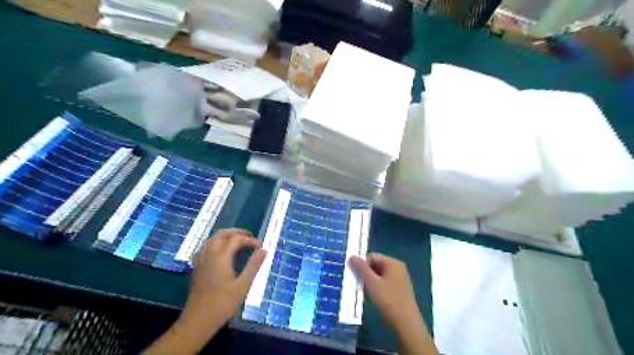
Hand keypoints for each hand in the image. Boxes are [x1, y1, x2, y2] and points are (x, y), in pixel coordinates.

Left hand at [182, 229, 265, 327]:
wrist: (198, 321)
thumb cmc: (223, 304)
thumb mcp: (243, 285)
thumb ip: (253, 266)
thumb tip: (264, 250)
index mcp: (221, 257)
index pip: (236, 239)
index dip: (250, 240)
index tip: (260, 246)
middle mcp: (209, 254)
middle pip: (222, 234)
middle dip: (236, 232)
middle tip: (250, 236)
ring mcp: (201, 260)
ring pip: (211, 239)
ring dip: (225, 236)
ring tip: (237, 240)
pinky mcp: (196, 267)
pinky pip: (205, 247)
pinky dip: (214, 243)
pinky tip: (219, 251)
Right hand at [352, 254, 435, 352]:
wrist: (407, 324)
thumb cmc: (388, 300)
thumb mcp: (372, 283)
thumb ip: (361, 268)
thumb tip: (351, 256)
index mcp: (393, 263)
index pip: (372, 256)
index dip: (362, 265)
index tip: (356, 277)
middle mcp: (398, 268)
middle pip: (376, 265)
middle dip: (366, 273)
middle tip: (359, 285)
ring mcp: (400, 279)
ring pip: (380, 275)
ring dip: (371, 281)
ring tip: (365, 292)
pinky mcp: (400, 290)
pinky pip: (385, 283)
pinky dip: (377, 287)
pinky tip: (374, 297)